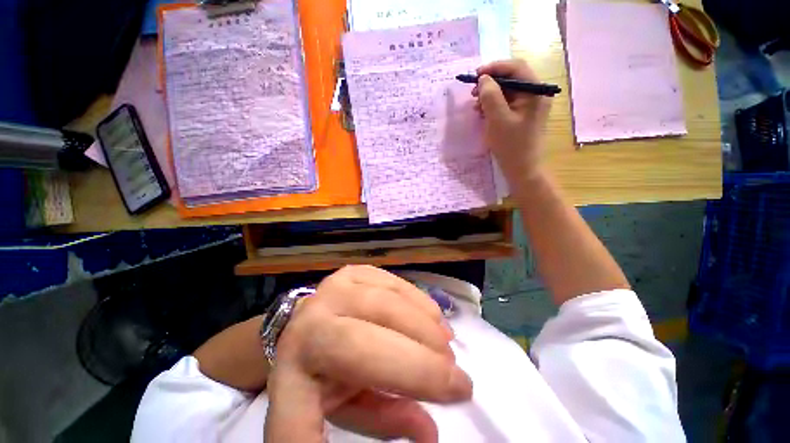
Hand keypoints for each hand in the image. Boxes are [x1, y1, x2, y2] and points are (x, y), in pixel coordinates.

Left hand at [264, 266, 472, 442]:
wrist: (313, 321)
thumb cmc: (326, 370)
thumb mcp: (347, 407)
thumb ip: (384, 419)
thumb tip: (430, 431)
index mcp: (292, 378)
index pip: (298, 427)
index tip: (422, 440)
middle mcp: (308, 326)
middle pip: (366, 344)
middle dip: (421, 365)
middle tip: (459, 382)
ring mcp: (331, 290)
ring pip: (385, 304)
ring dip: (424, 326)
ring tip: (448, 344)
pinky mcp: (351, 272)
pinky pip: (389, 282)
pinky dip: (417, 299)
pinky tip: (433, 314)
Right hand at [473, 59, 551, 188]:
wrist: (522, 170)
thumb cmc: (511, 146)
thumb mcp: (497, 120)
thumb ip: (490, 96)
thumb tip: (484, 78)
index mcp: (535, 91)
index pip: (515, 68)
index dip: (494, 67)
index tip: (475, 76)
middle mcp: (535, 94)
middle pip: (511, 78)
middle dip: (490, 83)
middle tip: (472, 93)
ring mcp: (529, 106)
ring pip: (507, 92)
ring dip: (489, 96)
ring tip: (475, 106)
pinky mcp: (522, 116)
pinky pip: (506, 104)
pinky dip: (493, 106)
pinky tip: (482, 114)